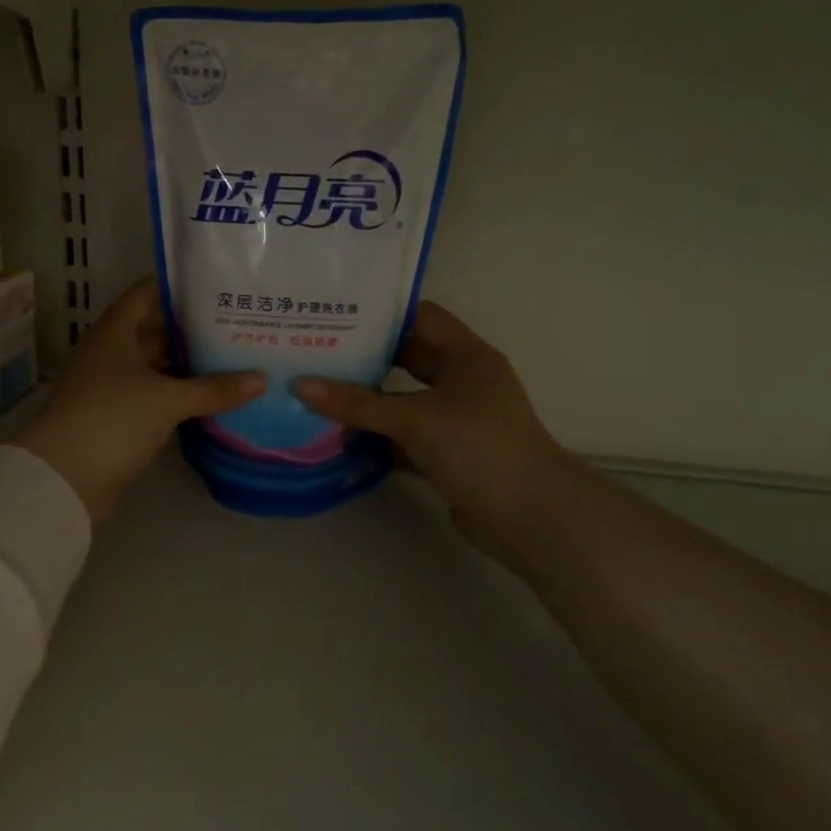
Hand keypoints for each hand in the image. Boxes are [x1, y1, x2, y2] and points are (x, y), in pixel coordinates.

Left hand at [17, 279, 265, 522]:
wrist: (63, 478)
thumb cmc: (112, 419)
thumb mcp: (167, 400)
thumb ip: (214, 388)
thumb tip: (261, 379)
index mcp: (115, 332)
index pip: (148, 293)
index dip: (180, 286)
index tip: (219, 285)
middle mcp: (112, 351)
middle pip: (156, 330)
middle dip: (194, 330)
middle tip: (240, 326)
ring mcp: (112, 385)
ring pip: (157, 366)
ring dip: (189, 366)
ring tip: (236, 359)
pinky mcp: (118, 416)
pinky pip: (154, 395)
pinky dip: (179, 395)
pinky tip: (212, 399)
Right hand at [294, 303, 580, 557]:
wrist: (531, 517)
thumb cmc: (479, 447)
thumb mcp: (414, 418)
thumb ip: (357, 403)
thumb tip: (299, 385)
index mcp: (467, 356)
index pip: (420, 318)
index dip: (381, 313)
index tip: (336, 312)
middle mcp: (463, 382)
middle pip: (408, 359)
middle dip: (365, 357)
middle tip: (317, 350)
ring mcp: (456, 420)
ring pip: (403, 401)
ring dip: (367, 401)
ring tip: (317, 391)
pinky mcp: (447, 454)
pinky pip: (404, 437)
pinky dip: (377, 438)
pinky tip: (337, 438)